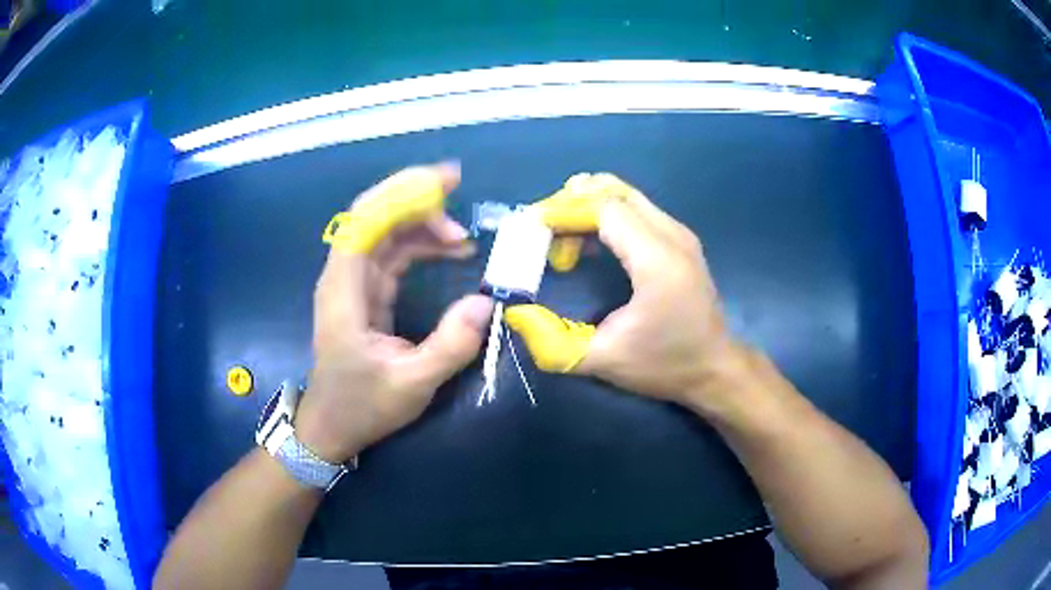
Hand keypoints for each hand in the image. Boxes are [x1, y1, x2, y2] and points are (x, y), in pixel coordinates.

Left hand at [296, 164, 494, 463]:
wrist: (332, 426)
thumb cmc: (362, 406)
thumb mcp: (412, 384)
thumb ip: (450, 346)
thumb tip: (486, 303)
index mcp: (344, 289)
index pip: (365, 220)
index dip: (401, 193)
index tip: (443, 184)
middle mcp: (345, 276)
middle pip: (375, 216)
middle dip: (415, 196)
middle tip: (458, 187)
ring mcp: (356, 283)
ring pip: (387, 233)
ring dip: (423, 223)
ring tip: (465, 237)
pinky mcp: (368, 293)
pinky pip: (394, 254)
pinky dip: (422, 245)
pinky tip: (451, 251)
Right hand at [505, 173, 748, 408]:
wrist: (715, 369)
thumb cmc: (664, 365)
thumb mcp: (604, 361)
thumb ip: (553, 342)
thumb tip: (516, 314)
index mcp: (657, 260)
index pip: (605, 208)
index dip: (565, 211)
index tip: (533, 229)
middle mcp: (672, 236)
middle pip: (615, 190)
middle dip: (573, 201)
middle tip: (544, 229)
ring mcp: (680, 234)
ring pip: (626, 195)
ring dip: (588, 206)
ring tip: (562, 239)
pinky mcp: (680, 240)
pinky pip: (637, 209)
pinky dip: (606, 215)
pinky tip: (589, 243)